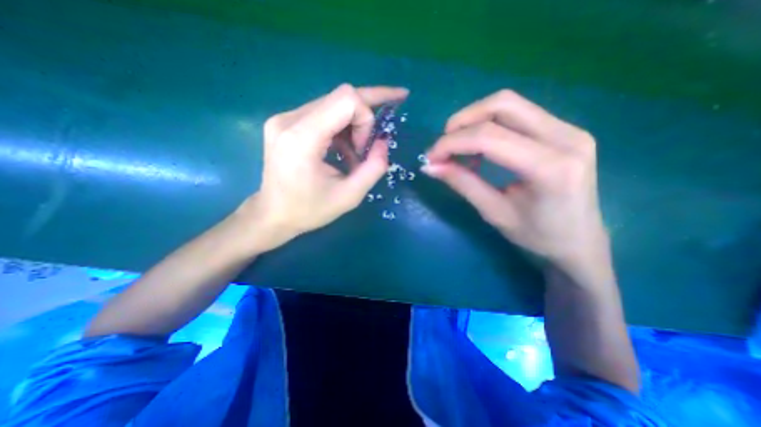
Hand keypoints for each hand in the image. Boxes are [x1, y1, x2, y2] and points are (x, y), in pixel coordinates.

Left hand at [239, 83, 405, 251]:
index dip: (367, 119)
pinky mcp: (285, 122)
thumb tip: (383, 141)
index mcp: (302, 138)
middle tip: (375, 141)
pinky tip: (343, 151)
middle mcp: (289, 119)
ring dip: (353, 126)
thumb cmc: (310, 210)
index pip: (347, 99)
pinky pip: (323, 113)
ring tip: (355, 155)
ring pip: (334, 104)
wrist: (273, 215)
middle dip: (365, 118)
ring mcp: (284, 118)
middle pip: (341, 96)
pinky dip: (341, 129)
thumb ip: (374, 168)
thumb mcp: (350, 196)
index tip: (365, 150)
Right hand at [422, 90, 606, 270]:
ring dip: (473, 120)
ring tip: (458, 147)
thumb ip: (462, 183)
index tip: (431, 157)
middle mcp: (566, 137)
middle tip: (443, 147)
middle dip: (462, 122)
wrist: (579, 242)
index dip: (452, 143)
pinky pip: (517, 114)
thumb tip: (429, 167)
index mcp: (551, 168)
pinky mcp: (563, 129)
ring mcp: (569, 128)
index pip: (490, 137)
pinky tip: (479, 148)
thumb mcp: (494, 212)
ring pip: (509, 104)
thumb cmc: (537, 237)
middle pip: (502, 105)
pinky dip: (488, 125)